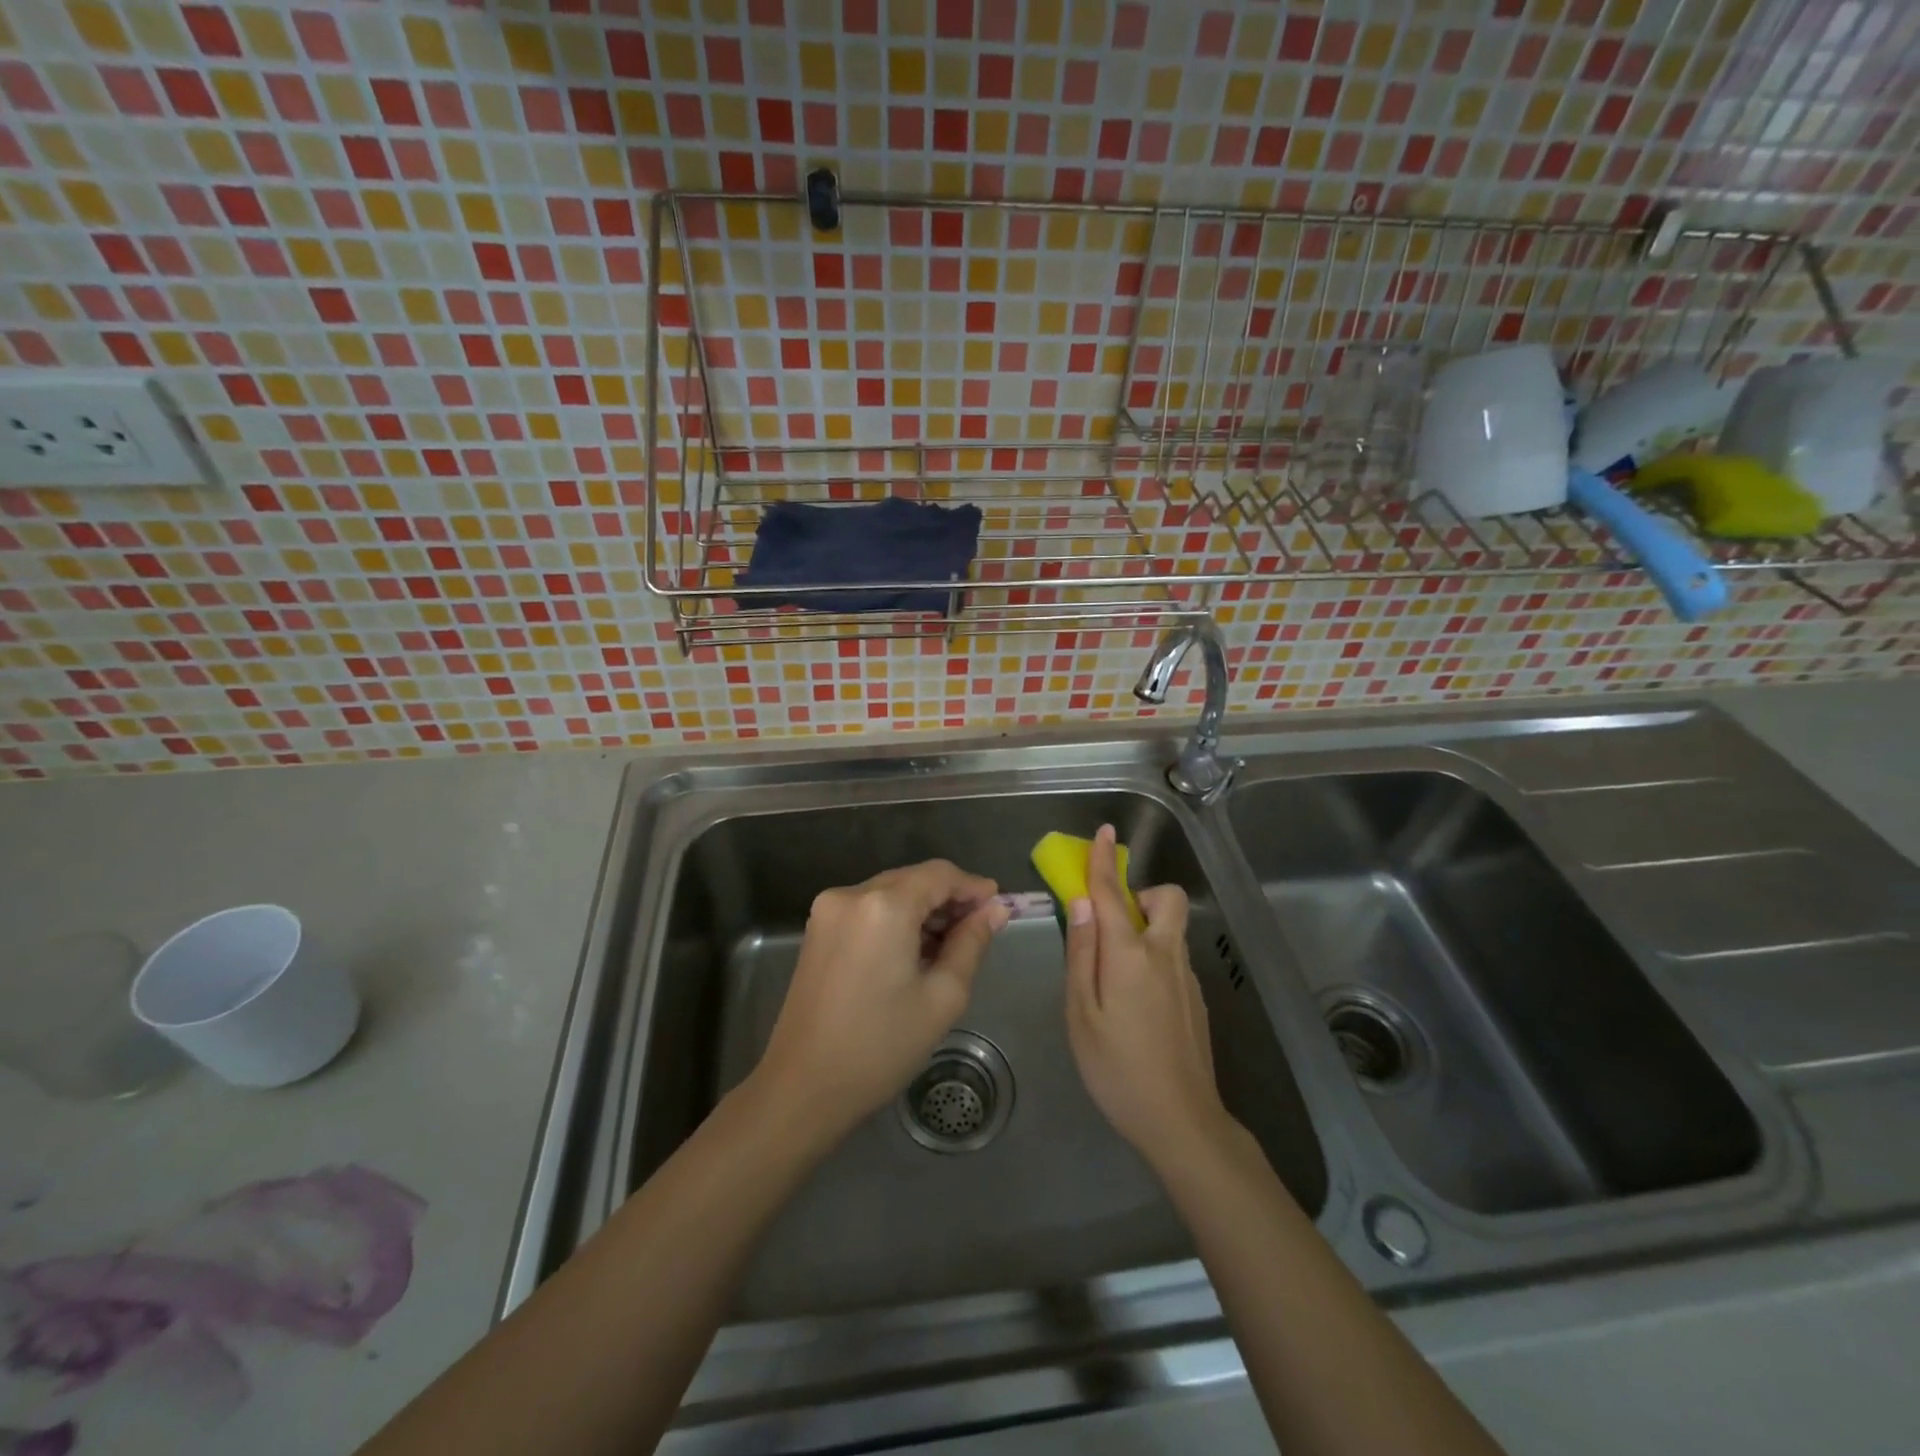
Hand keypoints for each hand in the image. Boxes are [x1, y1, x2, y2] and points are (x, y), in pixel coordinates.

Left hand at [754, 859, 1008, 1139]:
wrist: (803, 1087)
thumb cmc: (881, 1046)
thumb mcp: (942, 996)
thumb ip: (971, 943)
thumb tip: (996, 910)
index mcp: (884, 905)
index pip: (939, 874)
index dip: (972, 887)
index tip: (999, 908)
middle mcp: (851, 894)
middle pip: (913, 879)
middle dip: (948, 899)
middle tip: (979, 931)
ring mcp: (828, 910)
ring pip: (890, 893)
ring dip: (922, 910)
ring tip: (949, 947)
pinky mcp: (817, 930)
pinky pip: (868, 909)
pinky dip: (896, 920)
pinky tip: (913, 952)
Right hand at [1064, 825, 1229, 1168]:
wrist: (1182, 1121)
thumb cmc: (1117, 1068)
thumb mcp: (1080, 1013)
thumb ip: (1081, 954)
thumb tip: (1082, 904)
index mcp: (1130, 955)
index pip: (1114, 893)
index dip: (1104, 861)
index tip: (1104, 831)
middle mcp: (1165, 955)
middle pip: (1166, 899)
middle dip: (1141, 894)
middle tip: (1112, 926)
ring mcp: (1186, 977)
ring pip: (1170, 929)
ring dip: (1145, 927)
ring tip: (1115, 976)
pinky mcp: (1197, 998)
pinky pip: (1173, 957)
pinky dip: (1153, 957)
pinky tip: (1136, 1005)